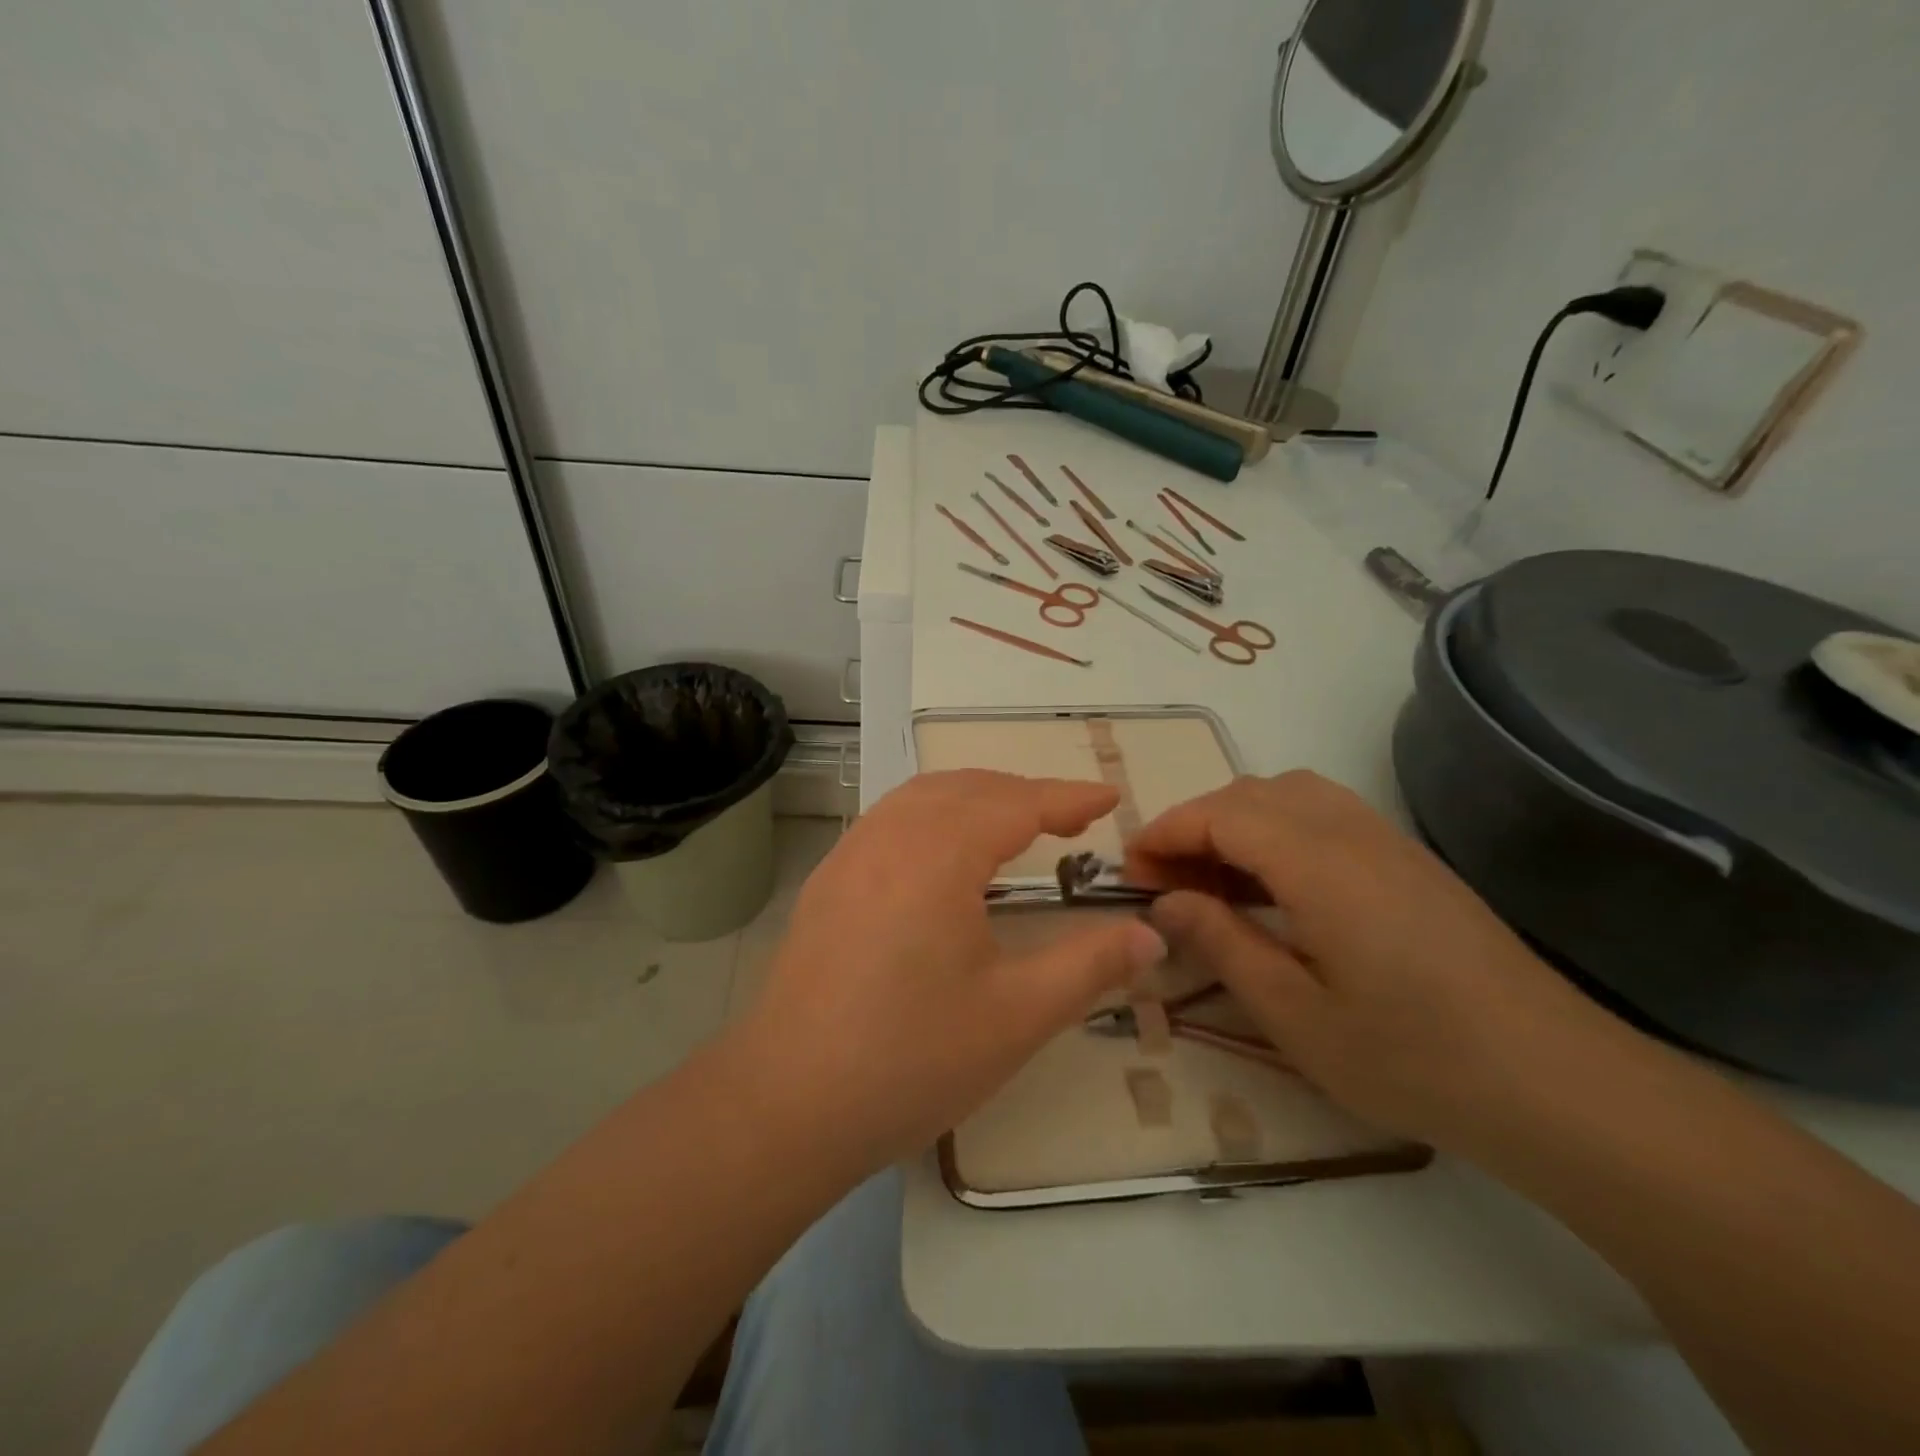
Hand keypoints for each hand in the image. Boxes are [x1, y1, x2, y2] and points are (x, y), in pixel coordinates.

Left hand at [738, 771, 1164, 1171]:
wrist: (787, 1103)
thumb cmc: (911, 1058)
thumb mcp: (1017, 1015)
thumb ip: (1090, 965)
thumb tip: (1150, 935)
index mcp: (939, 854)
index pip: (1017, 803)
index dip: (1068, 797)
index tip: (1109, 797)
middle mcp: (889, 837)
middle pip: (967, 788)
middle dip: (1024, 792)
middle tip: (1070, 817)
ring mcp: (849, 856)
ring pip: (921, 797)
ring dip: (974, 796)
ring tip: (1014, 822)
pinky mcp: (826, 883)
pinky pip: (889, 821)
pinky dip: (932, 815)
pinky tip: (942, 855)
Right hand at [1125, 771, 1614, 1148]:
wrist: (1557, 1084)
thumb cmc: (1413, 1058)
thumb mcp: (1295, 1014)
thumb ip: (1222, 943)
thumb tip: (1164, 901)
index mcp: (1319, 864)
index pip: (1221, 814)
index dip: (1167, 832)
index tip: (1130, 869)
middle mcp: (1351, 831)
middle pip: (1252, 793)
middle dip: (1195, 824)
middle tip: (1165, 881)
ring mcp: (1387, 841)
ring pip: (1290, 795)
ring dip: (1236, 823)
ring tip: (1211, 881)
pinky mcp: (1409, 861)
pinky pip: (1324, 815)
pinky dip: (1277, 832)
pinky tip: (1272, 888)